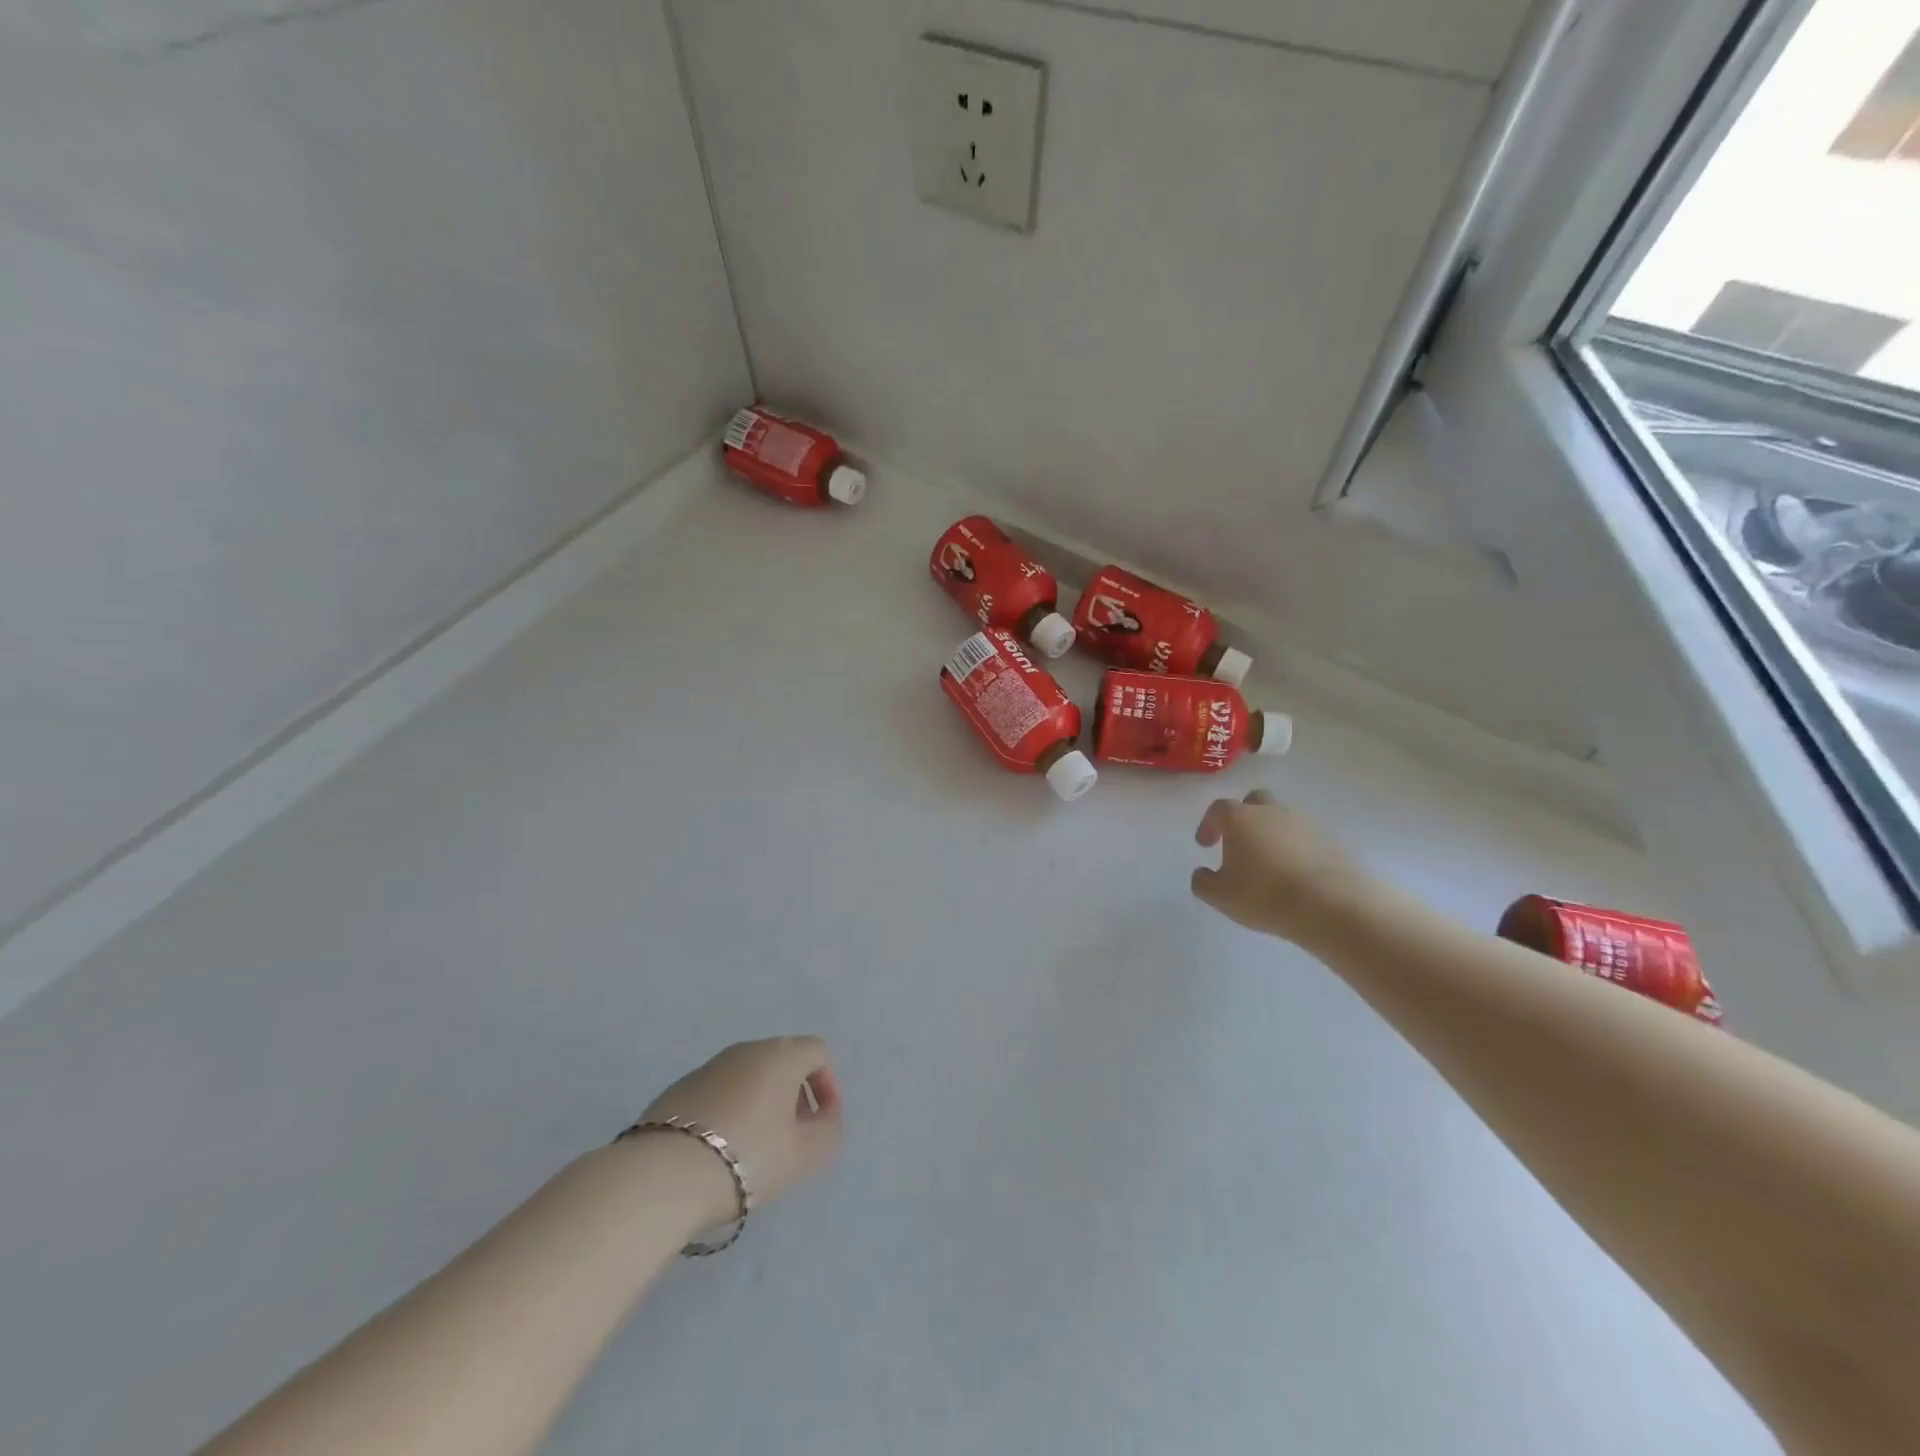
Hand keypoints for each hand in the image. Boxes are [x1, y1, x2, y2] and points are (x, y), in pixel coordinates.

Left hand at [638, 1037, 843, 1227]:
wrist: (663, 1175)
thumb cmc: (748, 1157)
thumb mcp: (806, 1154)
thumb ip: (829, 1130)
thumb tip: (825, 1115)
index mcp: (781, 1054)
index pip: (817, 1052)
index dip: (827, 1085)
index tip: (821, 1123)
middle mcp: (746, 1050)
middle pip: (782, 1062)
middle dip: (794, 1095)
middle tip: (792, 1137)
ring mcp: (708, 1067)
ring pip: (748, 1077)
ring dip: (761, 1104)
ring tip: (755, 1149)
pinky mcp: (678, 1089)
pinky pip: (719, 1093)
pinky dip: (730, 1112)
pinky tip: (719, 1151)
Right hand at [1191, 790, 1373, 945]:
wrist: (1331, 905)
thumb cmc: (1264, 895)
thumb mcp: (1220, 896)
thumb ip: (1203, 882)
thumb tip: (1203, 874)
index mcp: (1240, 818)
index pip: (1218, 809)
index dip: (1209, 824)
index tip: (1205, 845)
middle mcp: (1272, 812)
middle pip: (1254, 801)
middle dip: (1243, 817)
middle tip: (1238, 843)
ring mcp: (1305, 824)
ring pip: (1281, 820)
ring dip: (1271, 835)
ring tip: (1267, 865)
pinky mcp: (1330, 842)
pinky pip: (1304, 839)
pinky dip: (1295, 850)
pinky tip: (1293, 875)